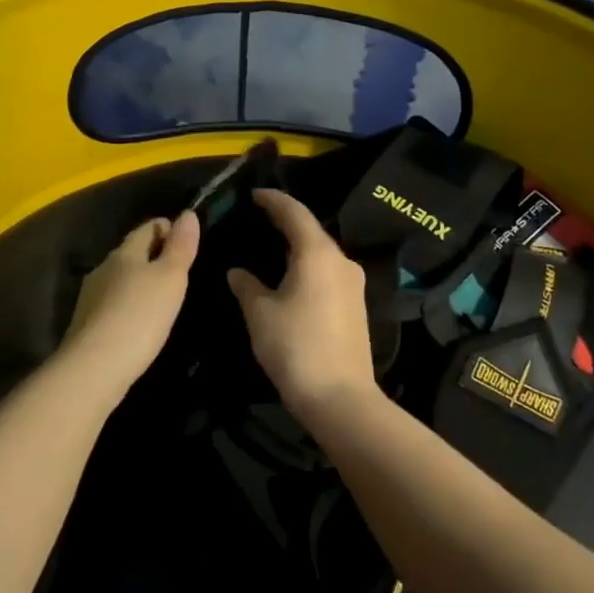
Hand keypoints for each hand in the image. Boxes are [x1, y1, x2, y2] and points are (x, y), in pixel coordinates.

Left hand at [59, 209, 200, 396]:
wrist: (94, 369)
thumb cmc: (139, 317)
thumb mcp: (170, 279)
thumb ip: (180, 247)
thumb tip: (188, 213)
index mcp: (124, 253)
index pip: (148, 228)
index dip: (168, 228)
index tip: (188, 239)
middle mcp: (104, 268)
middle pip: (132, 252)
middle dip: (153, 254)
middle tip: (180, 269)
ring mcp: (91, 297)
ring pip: (120, 278)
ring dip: (140, 281)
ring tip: (162, 296)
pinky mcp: (87, 324)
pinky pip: (113, 303)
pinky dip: (129, 304)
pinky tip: (140, 321)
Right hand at [227, 190, 376, 421]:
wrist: (340, 398)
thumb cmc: (295, 346)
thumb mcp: (260, 313)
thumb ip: (246, 286)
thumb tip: (237, 271)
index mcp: (317, 253)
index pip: (294, 213)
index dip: (273, 200)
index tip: (254, 194)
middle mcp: (341, 261)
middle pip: (311, 230)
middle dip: (285, 221)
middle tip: (258, 218)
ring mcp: (353, 284)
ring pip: (321, 253)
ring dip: (297, 246)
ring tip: (270, 246)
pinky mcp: (356, 305)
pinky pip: (328, 272)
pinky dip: (308, 265)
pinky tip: (291, 276)